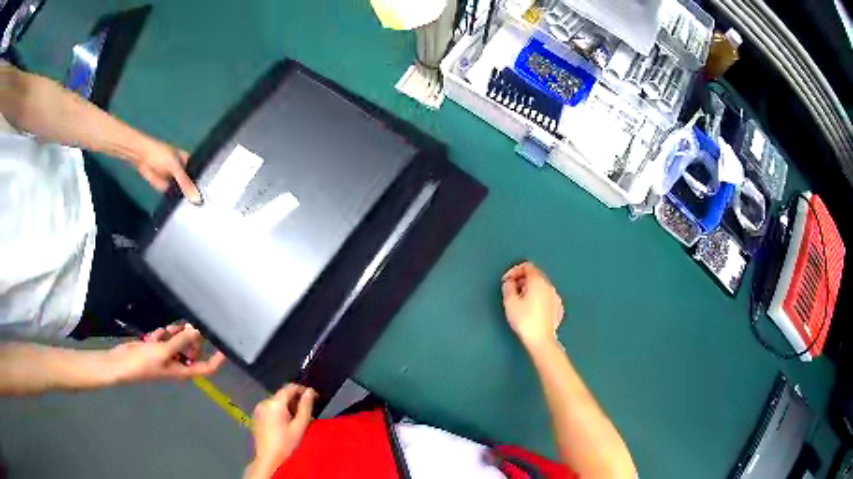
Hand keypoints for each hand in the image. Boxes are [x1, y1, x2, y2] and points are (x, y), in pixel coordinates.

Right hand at [105, 323, 224, 383]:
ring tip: (168, 330)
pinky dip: (162, 334)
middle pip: (192, 351)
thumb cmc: (144, 363)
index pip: (206, 367)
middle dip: (191, 338)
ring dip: (176, 333)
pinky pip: (165, 337)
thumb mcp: (164, 352)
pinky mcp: (155, 348)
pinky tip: (155, 334)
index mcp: (183, 370)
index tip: (225, 346)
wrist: (122, 364)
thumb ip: (180, 341)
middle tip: (188, 326)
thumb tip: (196, 331)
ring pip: (179, 341)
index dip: (216, 359)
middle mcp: (177, 364)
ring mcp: (166, 356)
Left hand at [132, 139, 201, 203]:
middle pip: (192, 184)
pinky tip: (185, 209)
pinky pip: (173, 195)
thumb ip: (185, 183)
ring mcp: (173, 179)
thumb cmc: (159, 154)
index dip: (205, 183)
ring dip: (186, 198)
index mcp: (188, 161)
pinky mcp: (165, 187)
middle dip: (196, 193)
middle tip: (205, 206)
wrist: (141, 157)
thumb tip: (197, 198)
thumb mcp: (175, 167)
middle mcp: (182, 170)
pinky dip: (176, 200)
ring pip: (183, 191)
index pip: (199, 173)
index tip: (213, 197)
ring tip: (198, 210)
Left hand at [249, 383, 316, 474]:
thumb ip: (306, 407)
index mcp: (274, 403)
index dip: (303, 389)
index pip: (289, 387)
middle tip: (307, 414)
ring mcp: (258, 410)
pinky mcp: (256, 417)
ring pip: (276, 402)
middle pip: (282, 395)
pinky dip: (279, 412)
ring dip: (287, 407)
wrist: (269, 459)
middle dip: (295, 401)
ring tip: (297, 421)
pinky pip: (270, 409)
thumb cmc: (286, 444)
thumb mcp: (300, 426)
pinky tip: (285, 425)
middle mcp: (264, 402)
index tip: (314, 397)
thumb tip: (309, 392)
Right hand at [501, 261, 563, 347]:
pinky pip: (546, 297)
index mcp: (537, 281)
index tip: (507, 281)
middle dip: (522, 280)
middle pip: (535, 275)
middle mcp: (549, 285)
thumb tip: (510, 282)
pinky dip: (538, 298)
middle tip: (512, 291)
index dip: (514, 271)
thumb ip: (508, 287)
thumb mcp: (509, 302)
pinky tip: (532, 310)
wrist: (541, 339)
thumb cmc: (524, 320)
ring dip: (530, 289)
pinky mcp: (558, 308)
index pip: (527, 266)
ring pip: (541, 286)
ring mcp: (555, 296)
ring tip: (521, 301)